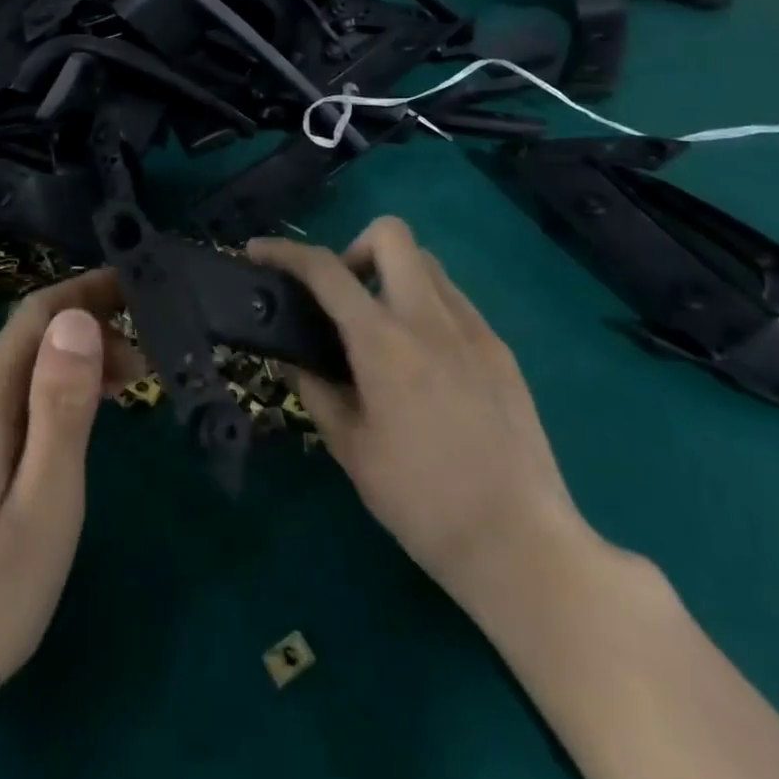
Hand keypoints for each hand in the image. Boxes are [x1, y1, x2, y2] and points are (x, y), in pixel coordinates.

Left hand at [0, 271, 141, 778]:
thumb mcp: (45, 500)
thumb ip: (61, 404)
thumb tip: (76, 318)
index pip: (38, 313)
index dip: (88, 291)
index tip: (137, 287)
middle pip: (27, 339)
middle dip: (87, 334)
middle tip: (143, 367)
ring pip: (15, 371)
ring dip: (68, 366)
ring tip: (120, 392)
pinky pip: (1, 401)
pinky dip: (44, 396)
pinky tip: (67, 427)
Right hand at [248, 217, 595, 620]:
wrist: (520, 544)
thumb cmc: (421, 501)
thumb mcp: (351, 449)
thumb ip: (317, 391)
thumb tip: (295, 360)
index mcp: (383, 341)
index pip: (325, 269)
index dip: (285, 251)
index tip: (259, 251)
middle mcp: (429, 317)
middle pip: (390, 234)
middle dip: (355, 249)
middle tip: (343, 299)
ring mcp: (473, 328)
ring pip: (426, 263)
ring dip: (392, 276)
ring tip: (382, 332)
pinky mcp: (501, 349)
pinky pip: (454, 301)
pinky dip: (425, 307)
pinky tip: (423, 362)